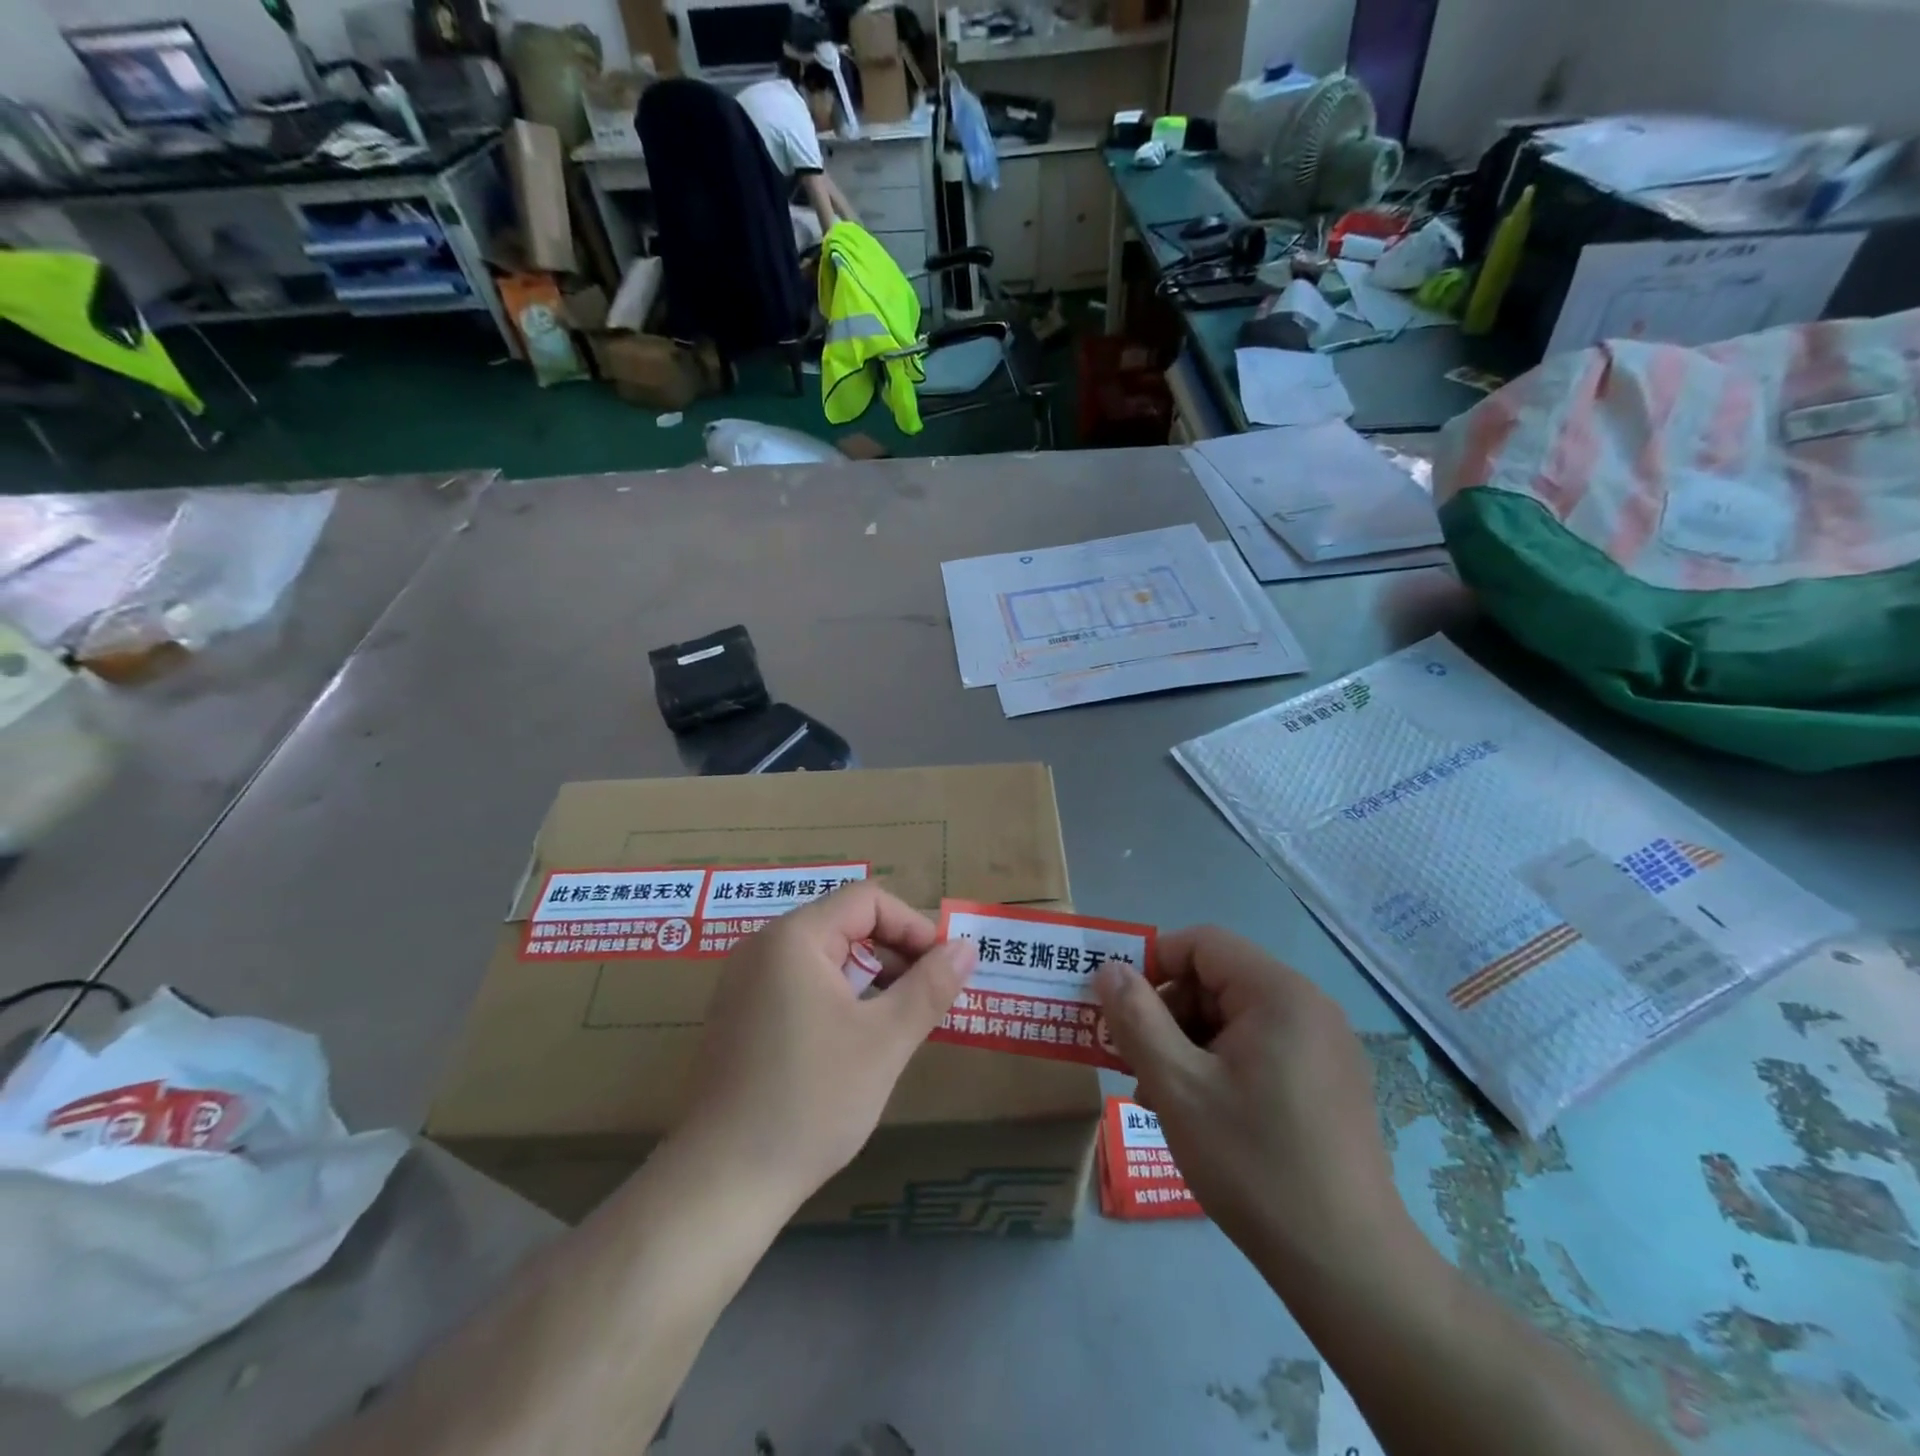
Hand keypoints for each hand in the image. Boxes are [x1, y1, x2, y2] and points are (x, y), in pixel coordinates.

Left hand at [673, 883, 976, 1213]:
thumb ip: (930, 987)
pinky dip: (837, 997)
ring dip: (869, 977)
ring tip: (898, 1023)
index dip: (913, 927)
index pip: (867, 900)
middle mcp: (763, 947)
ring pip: (824, 956)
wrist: (721, 1183)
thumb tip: (967, 946)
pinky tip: (855, 1043)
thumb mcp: (885, 1041)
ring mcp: (745, 982)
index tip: (942, 970)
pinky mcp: (739, 1016)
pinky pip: (800, 983)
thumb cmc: (811, 1100)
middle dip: (894, 953)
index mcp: (794, 938)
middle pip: (844, 923)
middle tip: (927, 1000)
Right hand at [1094, 926, 1408, 1284]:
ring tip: (1158, 1094)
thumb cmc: (1254, 1162)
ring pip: (1234, 1019)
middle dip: (1167, 1013)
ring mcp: (1324, 1046)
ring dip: (1187, 1044)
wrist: (1347, 1266)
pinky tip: (1199, 1112)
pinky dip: (1220, 1065)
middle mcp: (1308, 1007)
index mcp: (1278, 994)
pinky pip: (1260, 1049)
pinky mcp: (1329, 1082)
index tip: (1118, 1007)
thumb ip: (1137, 1018)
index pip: (1202, 944)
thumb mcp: (1178, 1086)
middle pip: (1217, 981)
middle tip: (1132, 1060)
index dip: (1152, 963)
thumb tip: (1108, 968)